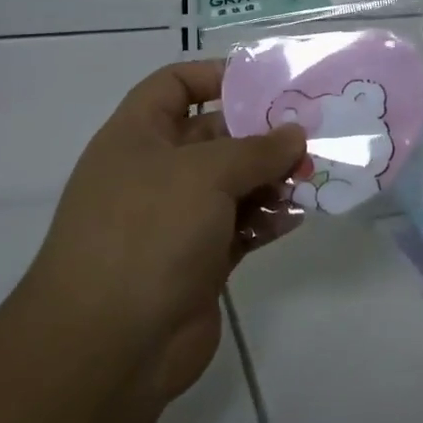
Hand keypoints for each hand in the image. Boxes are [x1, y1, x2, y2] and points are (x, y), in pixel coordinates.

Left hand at [24, 61, 306, 403]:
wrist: (109, 346)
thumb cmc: (147, 233)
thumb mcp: (204, 175)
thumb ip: (256, 149)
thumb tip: (294, 134)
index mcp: (137, 136)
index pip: (174, 85)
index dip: (215, 76)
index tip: (266, 83)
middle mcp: (156, 172)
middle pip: (215, 136)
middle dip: (261, 134)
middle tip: (312, 134)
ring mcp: (177, 219)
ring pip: (234, 184)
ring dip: (272, 178)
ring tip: (313, 176)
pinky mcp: (200, 260)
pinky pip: (241, 227)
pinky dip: (268, 220)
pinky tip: (298, 216)